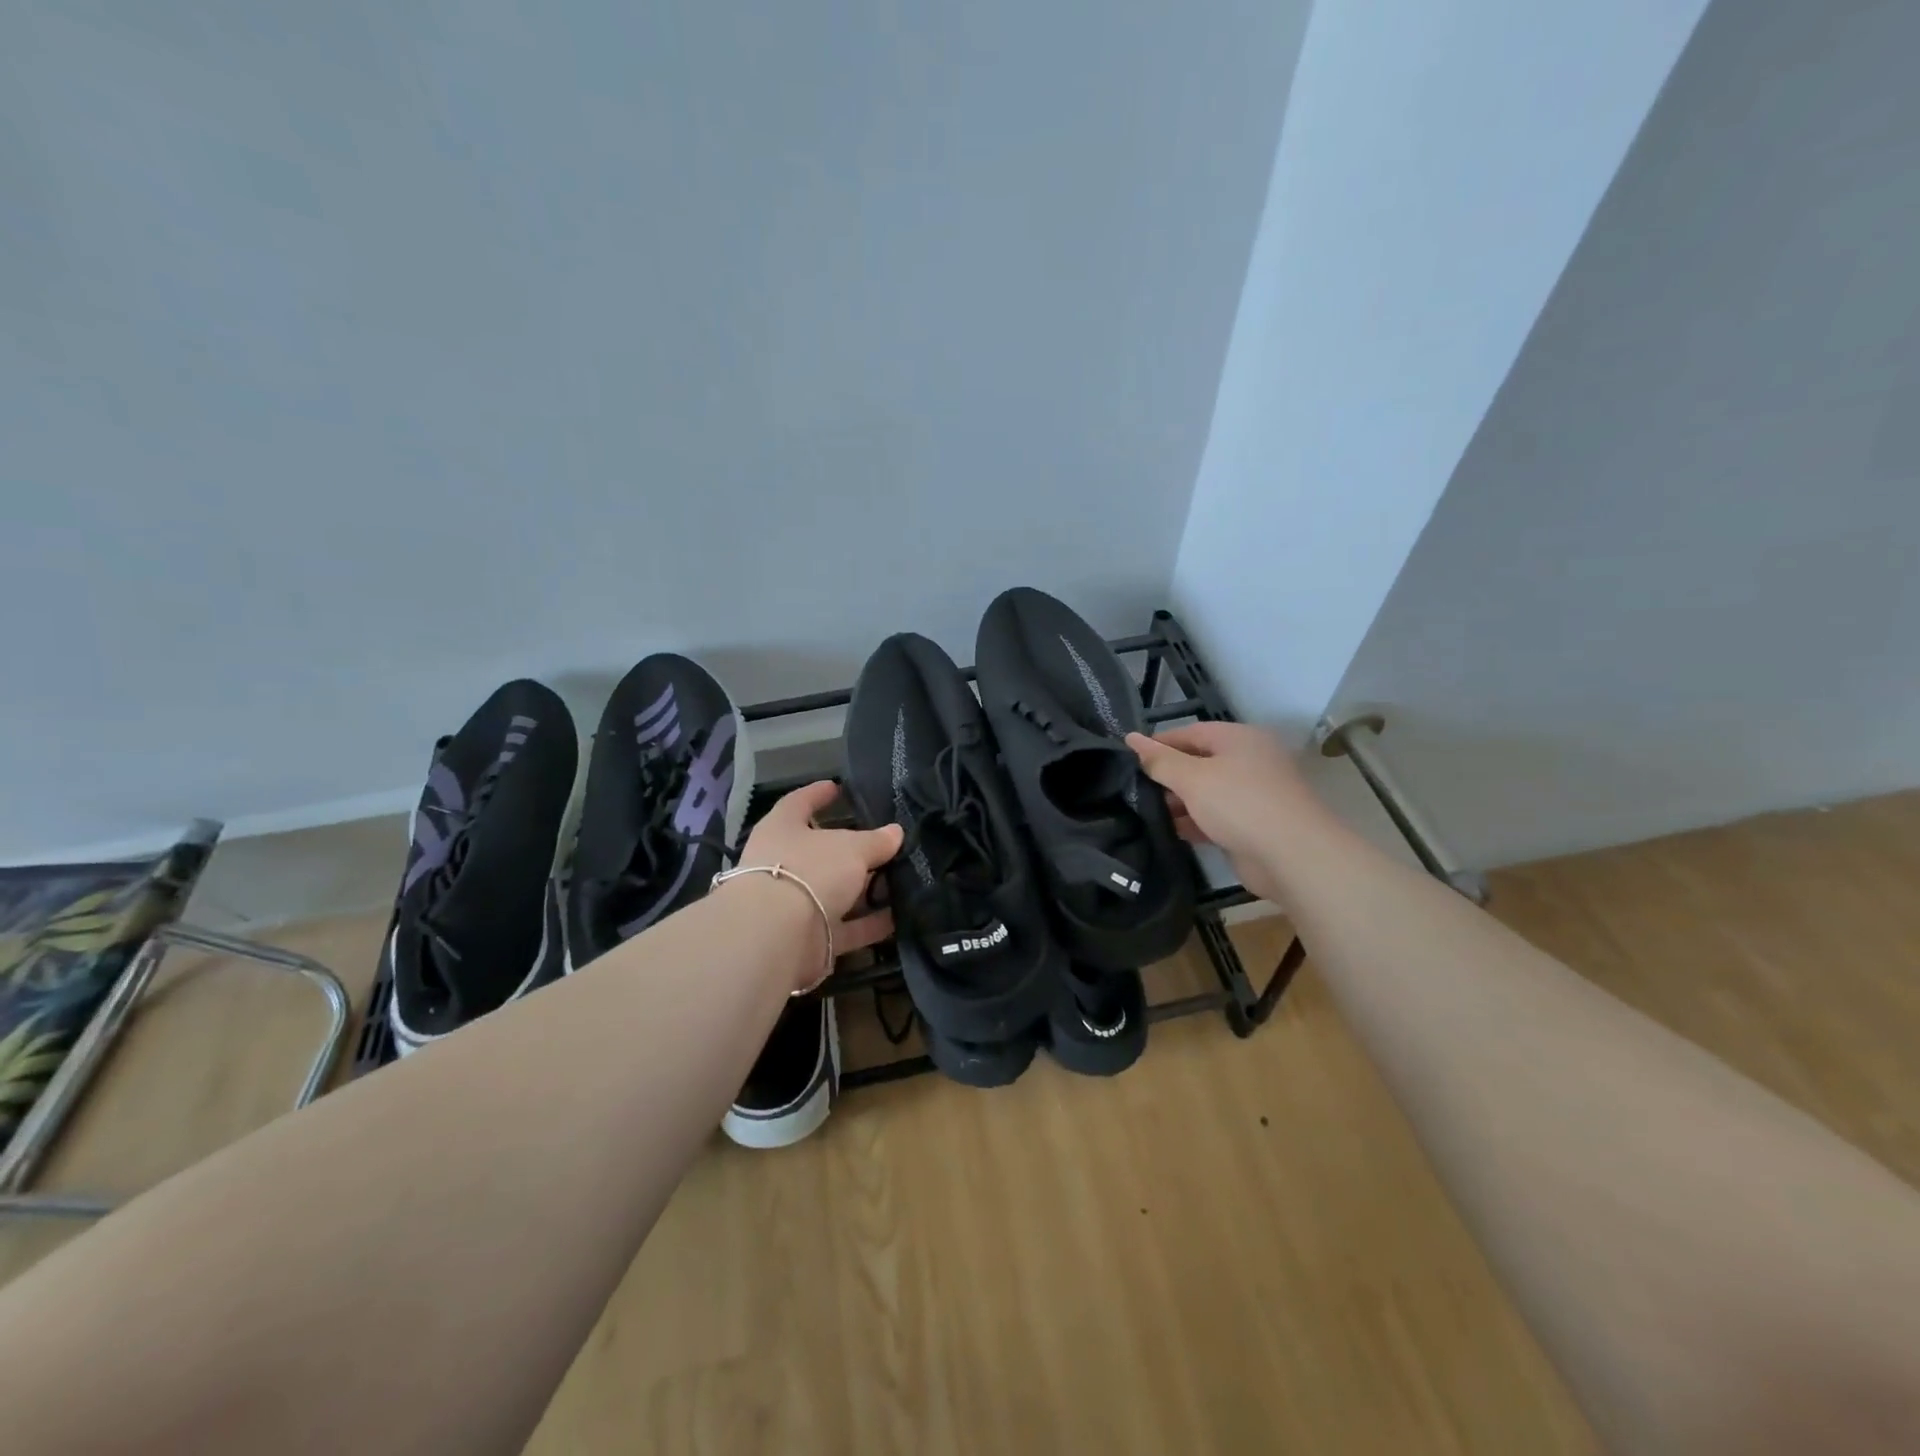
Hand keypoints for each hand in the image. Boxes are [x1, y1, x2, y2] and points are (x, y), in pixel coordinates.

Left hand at [734, 780, 902, 963]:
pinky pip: (844, 926)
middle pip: (821, 852)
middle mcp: (783, 863)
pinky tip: (899, 918)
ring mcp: (793, 902)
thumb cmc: (810, 871)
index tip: (837, 788)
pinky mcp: (807, 938)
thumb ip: (875, 841)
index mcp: (782, 829)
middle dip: (852, 850)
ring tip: (901, 880)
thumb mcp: (851, 848)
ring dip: (865, 889)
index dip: (817, 794)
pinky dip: (868, 923)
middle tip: (885, 842)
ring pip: (835, 891)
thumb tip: (895, 832)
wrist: (777, 936)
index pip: (799, 802)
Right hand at [1126, 722, 1320, 903]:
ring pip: (1206, 792)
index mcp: (1239, 739)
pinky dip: (1193, 822)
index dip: (1159, 744)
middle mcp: (1248, 761)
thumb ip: (1160, 760)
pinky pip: (1214, 817)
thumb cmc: (1239, 803)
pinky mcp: (1251, 825)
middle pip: (1198, 762)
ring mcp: (1252, 795)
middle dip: (1167, 776)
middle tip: (1132, 788)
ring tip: (1142, 811)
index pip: (1190, 733)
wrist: (1292, 856)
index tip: (1129, 758)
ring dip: (1178, 802)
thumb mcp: (1192, 778)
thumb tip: (1131, 738)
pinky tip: (1167, 831)